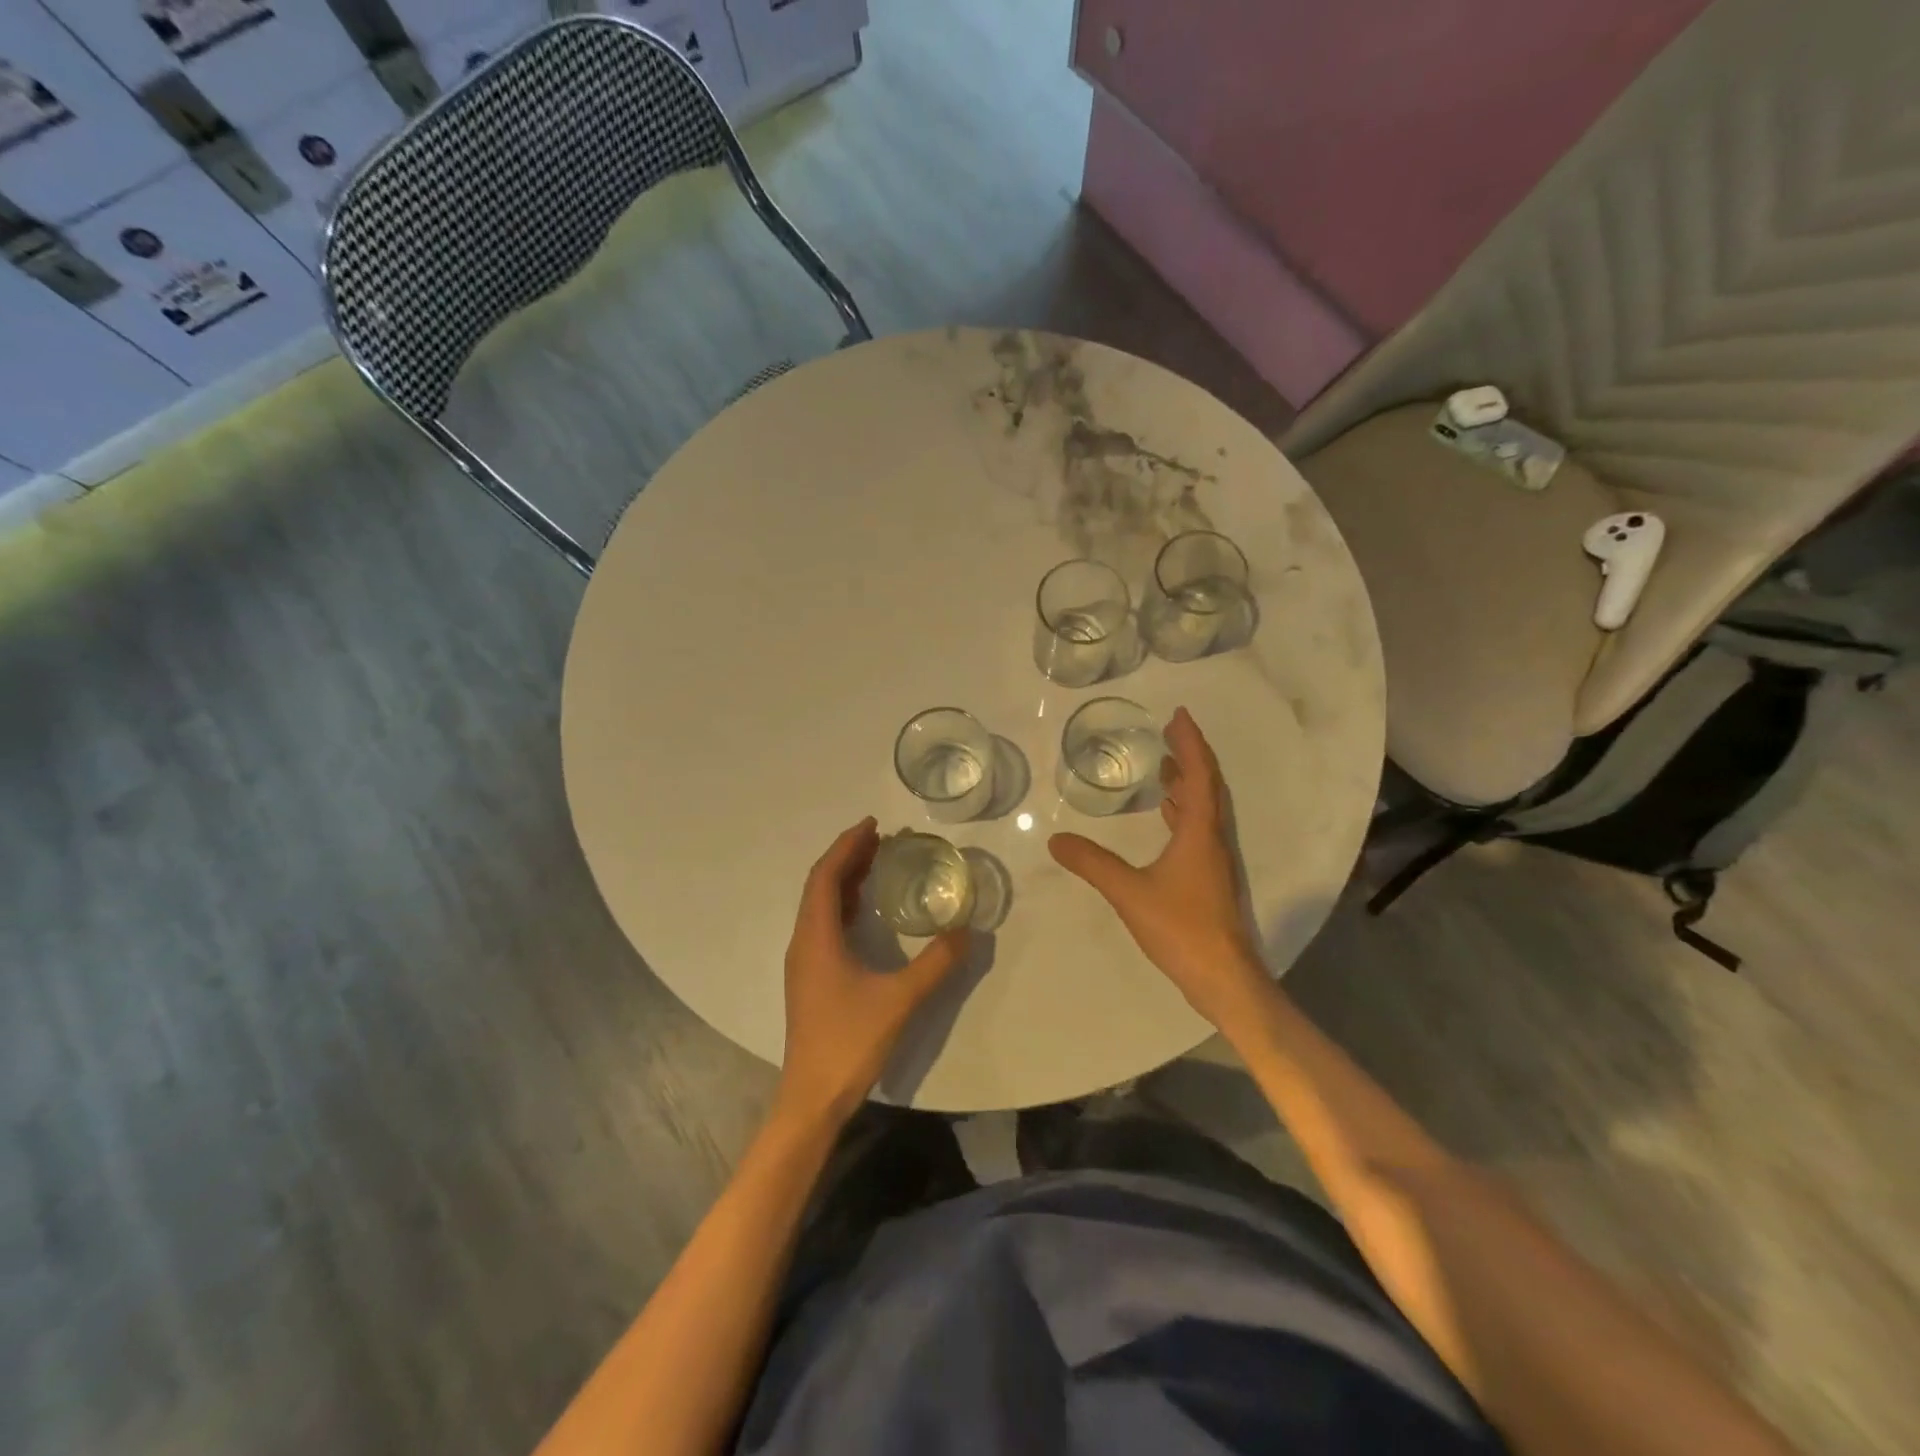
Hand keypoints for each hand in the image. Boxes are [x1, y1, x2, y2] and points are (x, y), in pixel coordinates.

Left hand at [775, 818, 968, 1124]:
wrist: (812, 1098)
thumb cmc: (849, 1042)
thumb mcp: (900, 1000)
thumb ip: (936, 964)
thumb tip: (968, 931)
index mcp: (816, 937)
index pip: (826, 875)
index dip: (848, 846)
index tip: (874, 825)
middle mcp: (804, 941)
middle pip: (820, 885)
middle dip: (848, 857)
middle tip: (882, 839)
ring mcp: (804, 961)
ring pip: (819, 905)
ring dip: (844, 880)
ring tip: (876, 864)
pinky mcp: (810, 978)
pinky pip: (823, 925)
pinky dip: (842, 905)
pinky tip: (863, 911)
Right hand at [1049, 707, 1270, 1028]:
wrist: (1223, 978)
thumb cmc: (1181, 928)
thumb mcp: (1129, 892)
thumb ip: (1092, 864)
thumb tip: (1055, 840)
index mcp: (1200, 832)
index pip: (1200, 774)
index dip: (1191, 742)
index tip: (1178, 715)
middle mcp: (1213, 838)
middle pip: (1207, 785)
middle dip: (1190, 756)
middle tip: (1168, 733)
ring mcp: (1214, 860)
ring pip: (1205, 808)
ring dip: (1188, 783)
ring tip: (1165, 766)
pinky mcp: (1210, 878)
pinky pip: (1198, 828)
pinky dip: (1184, 811)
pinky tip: (1167, 816)